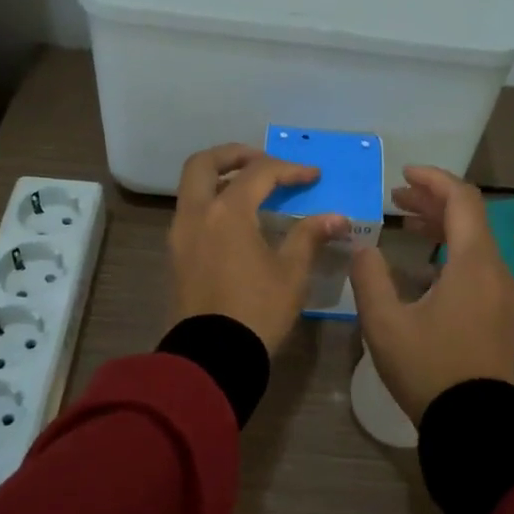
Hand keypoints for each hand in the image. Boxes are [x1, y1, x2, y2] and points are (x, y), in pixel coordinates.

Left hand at [169, 144, 349, 354]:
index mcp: (227, 212)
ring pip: (192, 187)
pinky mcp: (176, 254)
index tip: (314, 177)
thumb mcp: (291, 273)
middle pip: (205, 164)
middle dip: (234, 155)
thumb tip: (336, 218)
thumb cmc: (257, 311)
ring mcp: (180, 234)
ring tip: (251, 187)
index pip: (259, 173)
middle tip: (263, 161)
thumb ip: (309, 236)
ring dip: (220, 177)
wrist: (212, 358)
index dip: (290, 170)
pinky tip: (237, 218)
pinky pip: (191, 210)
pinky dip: (211, 201)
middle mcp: (197, 214)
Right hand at [349, 166, 513, 424]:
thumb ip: (369, 277)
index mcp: (473, 264)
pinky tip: (423, 265)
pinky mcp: (501, 314)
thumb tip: (363, 247)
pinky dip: (451, 251)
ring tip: (404, 223)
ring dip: (441, 226)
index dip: (433, 179)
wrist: (475, 427)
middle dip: (432, 200)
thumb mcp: (385, 323)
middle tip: (395, 197)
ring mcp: (503, 294)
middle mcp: (496, 271)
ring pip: (474, 242)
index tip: (402, 173)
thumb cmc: (429, 369)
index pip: (462, 200)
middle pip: (470, 218)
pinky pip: (478, 266)